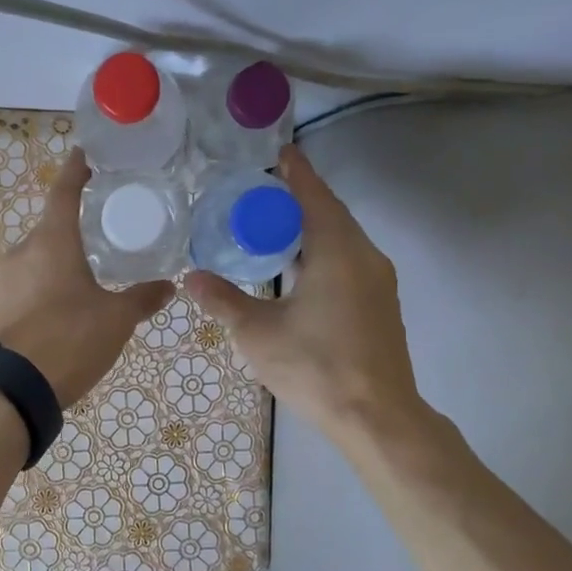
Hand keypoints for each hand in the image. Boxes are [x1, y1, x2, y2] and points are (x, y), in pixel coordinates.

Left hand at [0, 149, 171, 407]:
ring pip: (40, 256)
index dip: (76, 170)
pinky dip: (51, 281)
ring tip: (93, 269)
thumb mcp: (116, 318)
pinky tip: (70, 302)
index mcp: (52, 240)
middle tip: (106, 227)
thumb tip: (169, 286)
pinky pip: (30, 281)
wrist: (17, 388)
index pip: (64, 191)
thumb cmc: (70, 338)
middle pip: (52, 226)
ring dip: (63, 257)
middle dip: (76, 225)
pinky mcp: (1, 306)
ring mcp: (7, 279)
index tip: (86, 153)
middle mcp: (24, 251)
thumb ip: (142, 298)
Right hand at [182, 145, 432, 443]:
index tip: (278, 152)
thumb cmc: (315, 367)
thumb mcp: (258, 333)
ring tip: (272, 227)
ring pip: (342, 239)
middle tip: (259, 194)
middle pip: (331, 213)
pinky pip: (349, 260)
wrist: (377, 417)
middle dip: (298, 199)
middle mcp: (365, 256)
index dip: (295, 173)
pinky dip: (323, 251)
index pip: (314, 196)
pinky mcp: (381, 304)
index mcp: (337, 252)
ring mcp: (378, 282)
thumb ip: (223, 301)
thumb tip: (191, 278)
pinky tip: (298, 268)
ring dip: (311, 227)